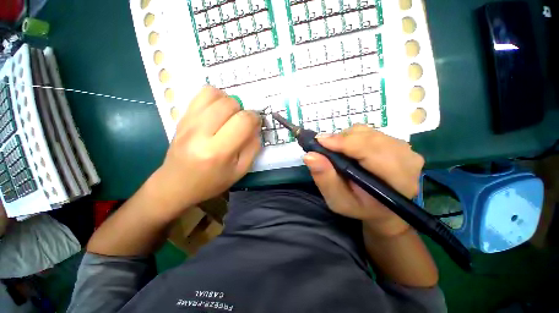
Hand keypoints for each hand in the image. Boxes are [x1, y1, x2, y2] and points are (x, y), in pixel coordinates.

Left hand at [149, 86, 261, 215]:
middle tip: (241, 123)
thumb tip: (256, 127)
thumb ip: (253, 148)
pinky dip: (215, 97)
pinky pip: (200, 94)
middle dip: (242, 110)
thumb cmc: (212, 181)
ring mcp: (187, 122)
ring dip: (228, 101)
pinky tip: (217, 111)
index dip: (255, 118)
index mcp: (218, 151)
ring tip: (229, 115)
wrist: (176, 184)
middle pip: (229, 103)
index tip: (256, 124)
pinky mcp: (181, 117)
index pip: (243, 121)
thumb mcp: (240, 171)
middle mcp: (200, 133)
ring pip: (214, 93)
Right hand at [303, 125, 423, 236]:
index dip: (344, 143)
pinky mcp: (398, 143)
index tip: (320, 141)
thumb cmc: (360, 207)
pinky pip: (370, 132)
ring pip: (367, 132)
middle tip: (324, 148)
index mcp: (397, 179)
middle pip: (368, 137)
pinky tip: (348, 149)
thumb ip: (325, 179)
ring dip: (346, 138)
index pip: (371, 151)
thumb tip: (310, 155)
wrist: (382, 208)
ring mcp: (405, 149)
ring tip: (336, 151)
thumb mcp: (338, 200)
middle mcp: (407, 159)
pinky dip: (353, 137)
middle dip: (341, 140)